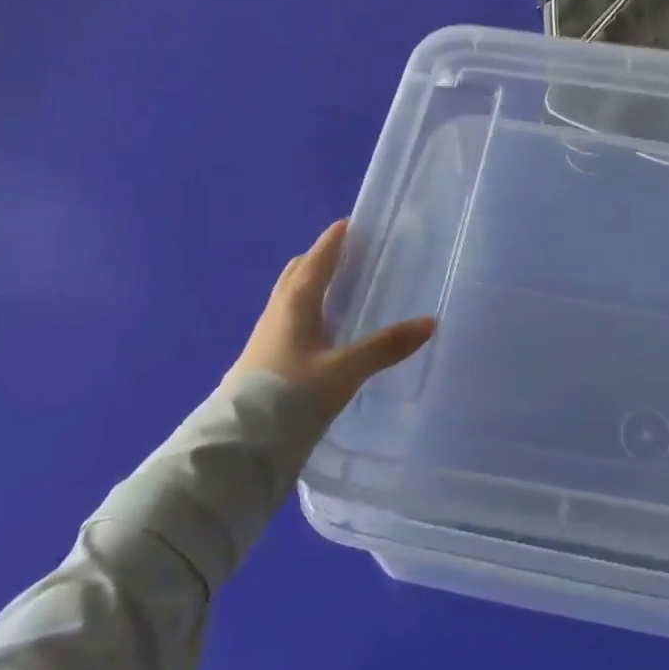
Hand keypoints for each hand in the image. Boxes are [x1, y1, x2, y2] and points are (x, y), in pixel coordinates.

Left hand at [225, 220, 435, 420]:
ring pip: (289, 296)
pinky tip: (321, 331)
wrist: (238, 446)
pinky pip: (287, 319)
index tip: (350, 223)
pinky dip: (305, 310)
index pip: (317, 259)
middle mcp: (277, 312)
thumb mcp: (345, 371)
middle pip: (298, 273)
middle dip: (320, 258)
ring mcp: (266, 336)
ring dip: (310, 284)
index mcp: (296, 303)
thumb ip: (386, 346)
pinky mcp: (262, 359)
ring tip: (337, 288)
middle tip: (347, 254)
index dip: (334, 240)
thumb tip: (429, 322)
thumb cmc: (291, 396)